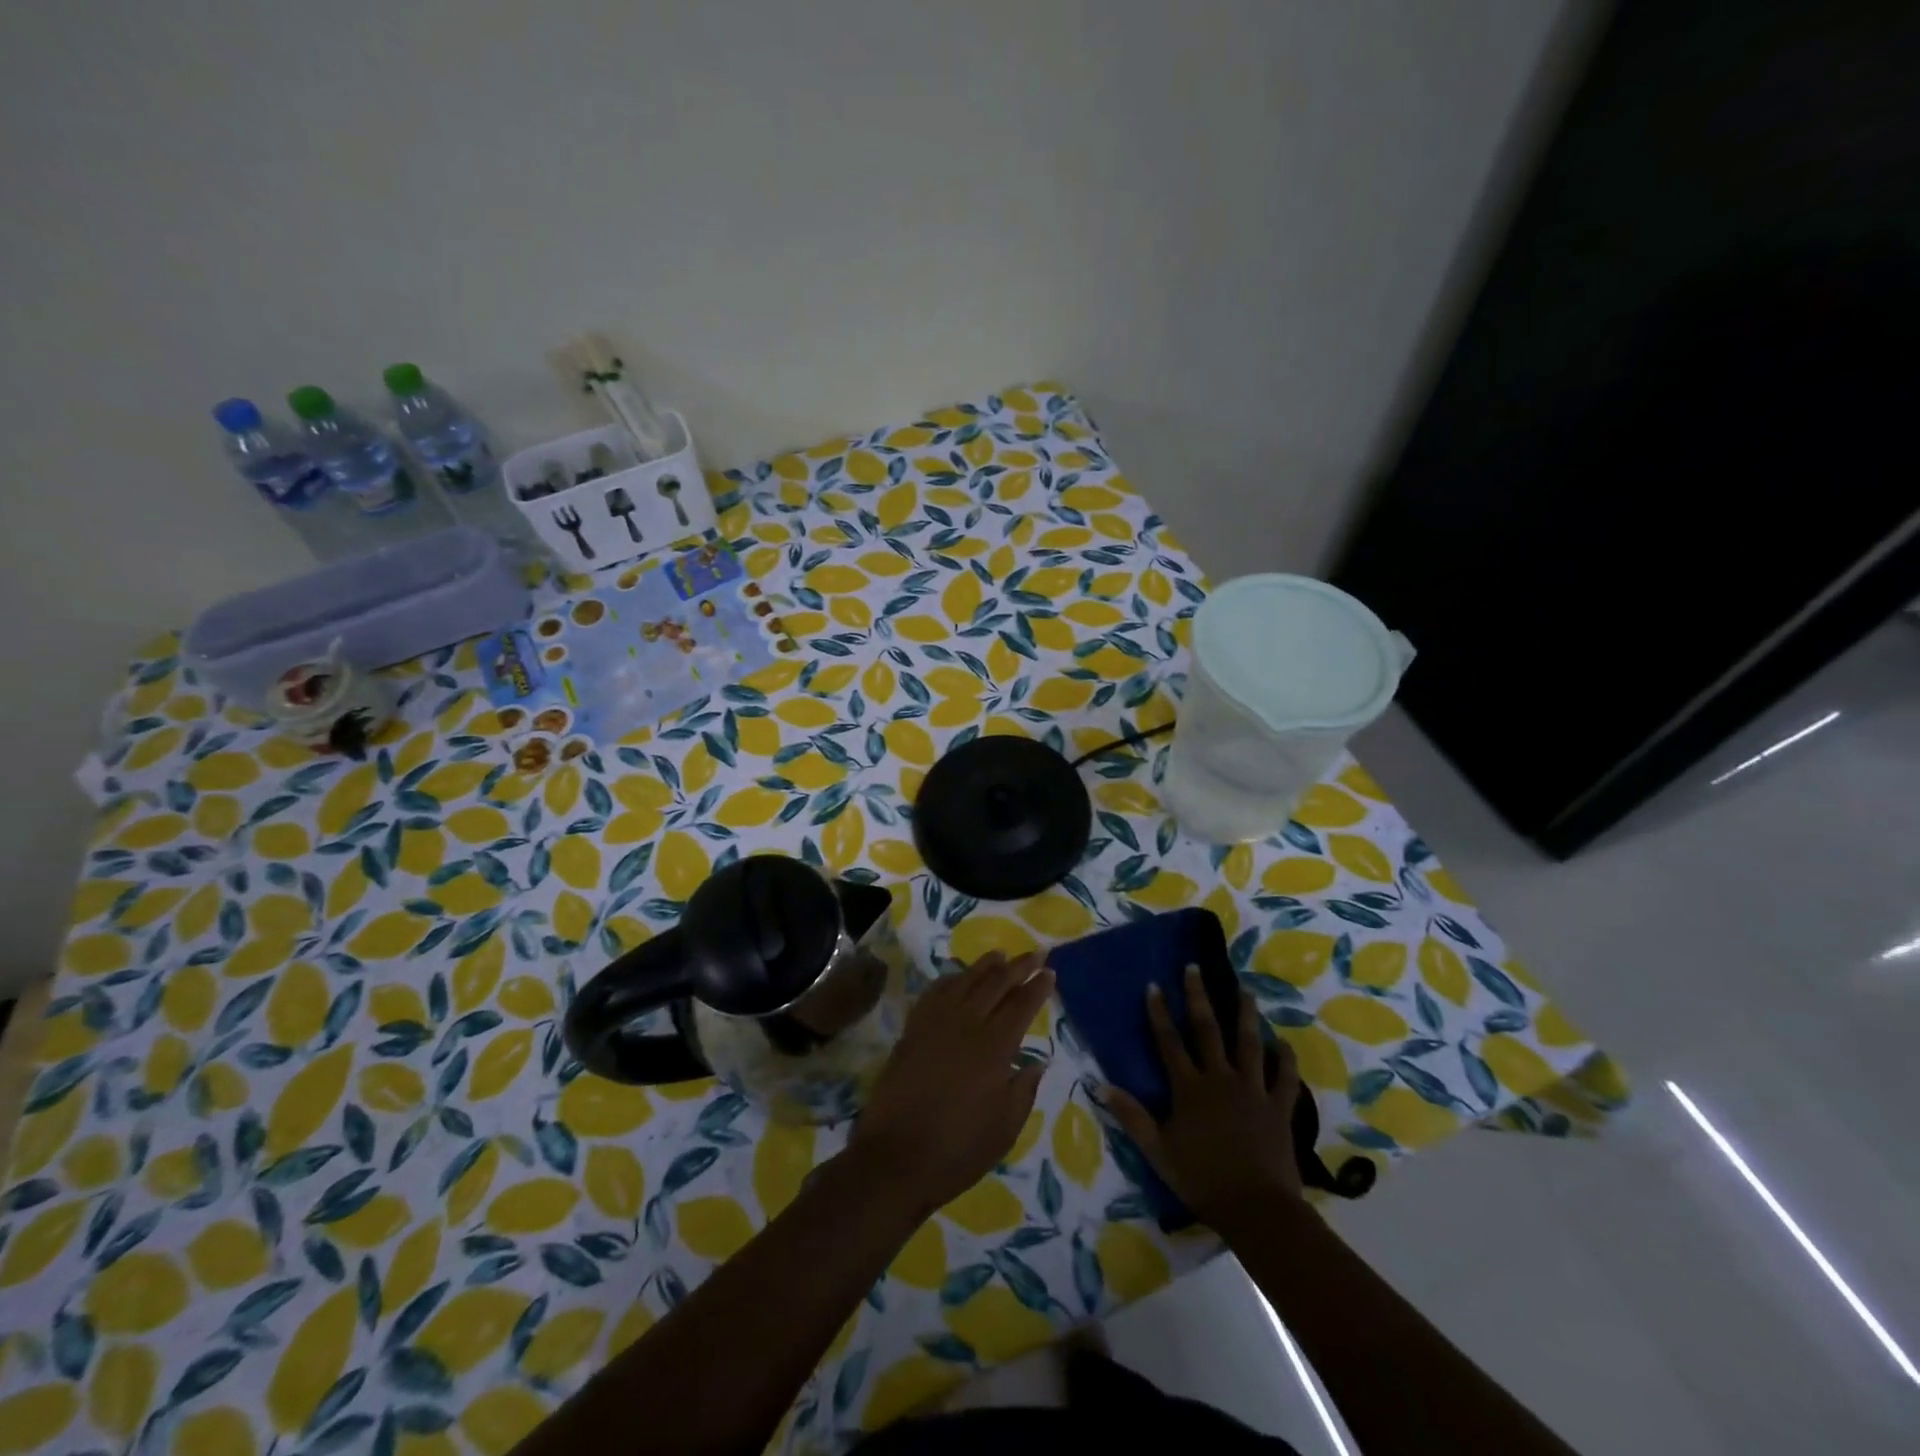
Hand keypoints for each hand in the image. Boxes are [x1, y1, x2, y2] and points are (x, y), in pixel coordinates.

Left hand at [848, 951, 1053, 1214]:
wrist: (895, 1158)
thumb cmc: (958, 1150)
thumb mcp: (1005, 1129)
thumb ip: (1024, 1090)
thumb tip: (1038, 1062)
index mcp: (994, 1047)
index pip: (1021, 1005)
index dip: (1037, 987)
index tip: (1050, 972)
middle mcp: (965, 1025)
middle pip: (994, 984)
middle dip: (1017, 966)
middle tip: (1034, 953)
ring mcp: (934, 1025)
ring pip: (963, 981)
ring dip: (984, 966)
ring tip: (999, 954)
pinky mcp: (912, 1032)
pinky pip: (934, 994)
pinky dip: (949, 980)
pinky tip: (956, 978)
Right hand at [1103, 966, 1304, 1228]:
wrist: (1256, 1208)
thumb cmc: (1202, 1179)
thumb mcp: (1158, 1151)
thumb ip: (1132, 1116)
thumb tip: (1100, 1086)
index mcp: (1189, 1088)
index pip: (1169, 1042)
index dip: (1159, 1013)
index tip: (1154, 985)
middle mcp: (1220, 1079)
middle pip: (1208, 1031)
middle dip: (1199, 997)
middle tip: (1195, 968)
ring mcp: (1253, 1090)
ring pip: (1248, 1044)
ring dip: (1245, 1015)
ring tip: (1244, 990)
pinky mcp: (1279, 1107)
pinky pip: (1285, 1078)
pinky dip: (1285, 1059)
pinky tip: (1283, 1043)